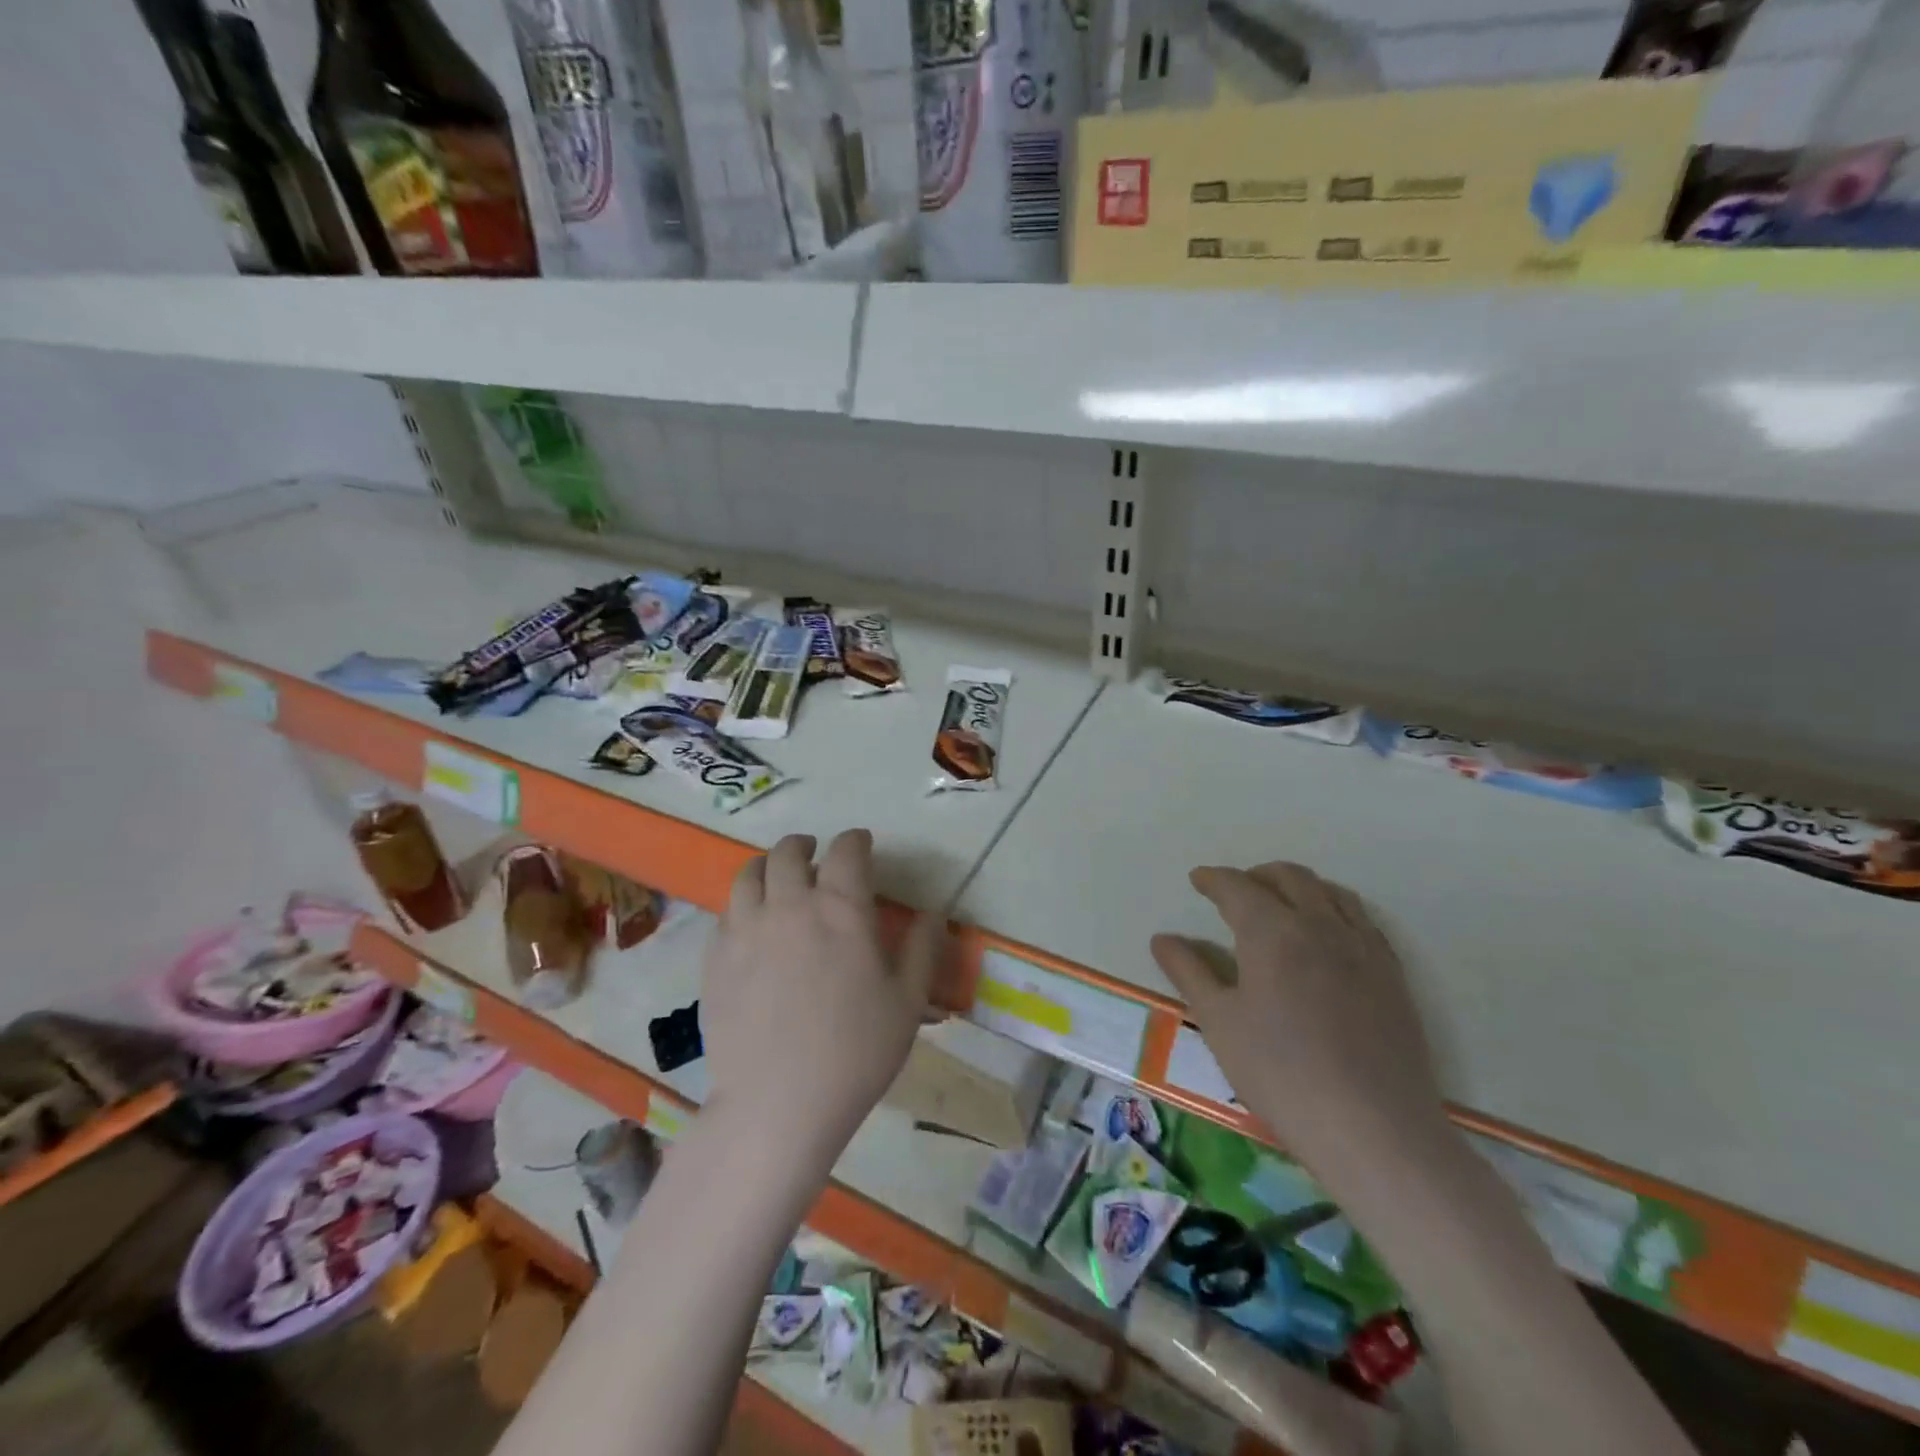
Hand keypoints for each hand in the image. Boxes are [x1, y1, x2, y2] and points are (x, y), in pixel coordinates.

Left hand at [702, 830, 938, 1164]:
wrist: (778, 1104)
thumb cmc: (855, 1052)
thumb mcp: (907, 1002)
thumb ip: (922, 949)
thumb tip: (933, 913)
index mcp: (841, 909)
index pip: (847, 850)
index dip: (856, 840)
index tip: (862, 845)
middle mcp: (790, 904)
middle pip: (789, 852)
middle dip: (806, 846)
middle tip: (815, 856)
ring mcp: (745, 929)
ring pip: (749, 874)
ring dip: (768, 867)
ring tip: (778, 879)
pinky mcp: (715, 958)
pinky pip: (726, 912)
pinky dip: (743, 904)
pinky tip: (752, 924)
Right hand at [1150, 862, 1450, 1183]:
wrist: (1373, 1128)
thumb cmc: (1280, 1072)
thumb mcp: (1218, 1022)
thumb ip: (1189, 972)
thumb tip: (1163, 938)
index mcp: (1272, 931)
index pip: (1237, 887)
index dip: (1213, 879)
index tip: (1198, 879)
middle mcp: (1319, 924)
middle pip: (1289, 878)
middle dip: (1257, 875)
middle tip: (1236, 890)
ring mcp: (1363, 947)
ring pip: (1330, 892)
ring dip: (1299, 886)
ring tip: (1282, 904)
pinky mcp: (1393, 974)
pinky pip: (1362, 920)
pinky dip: (1335, 909)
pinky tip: (1328, 936)